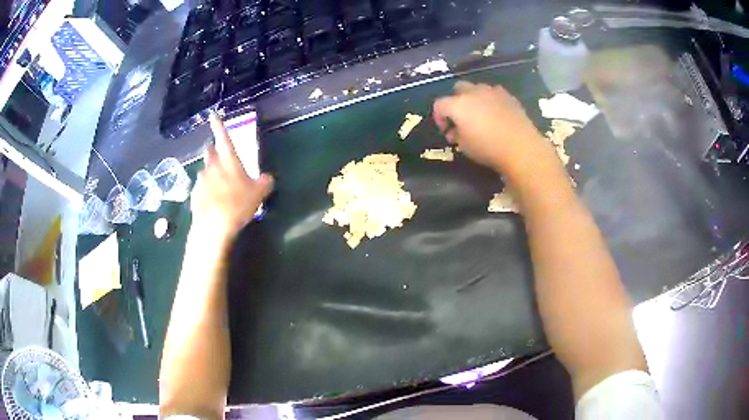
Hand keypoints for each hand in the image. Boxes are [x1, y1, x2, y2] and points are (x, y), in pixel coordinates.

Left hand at [190, 112, 272, 239]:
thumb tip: (267, 178)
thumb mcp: (259, 193)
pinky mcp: (194, 194)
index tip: (213, 115)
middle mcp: (212, 166)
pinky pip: (201, 188)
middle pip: (210, 152)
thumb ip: (265, 182)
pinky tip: (213, 202)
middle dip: (214, 151)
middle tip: (221, 159)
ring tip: (220, 189)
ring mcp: (201, 180)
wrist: (214, 226)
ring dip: (211, 174)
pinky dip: (207, 191)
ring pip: (206, 171)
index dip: (219, 125)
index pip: (223, 138)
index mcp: (229, 161)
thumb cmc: (238, 204)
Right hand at [433, 82, 545, 172]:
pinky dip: (491, 101)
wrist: (521, 147)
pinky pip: (494, 93)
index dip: (439, 118)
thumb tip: (455, 131)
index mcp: (457, 105)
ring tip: (480, 115)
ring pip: (477, 88)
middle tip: (461, 119)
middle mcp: (473, 92)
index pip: (439, 105)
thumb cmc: (488, 149)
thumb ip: (456, 135)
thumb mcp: (465, 147)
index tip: (446, 131)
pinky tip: (496, 115)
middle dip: (456, 101)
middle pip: (458, 89)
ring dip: (474, 99)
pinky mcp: (508, 96)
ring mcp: (492, 91)